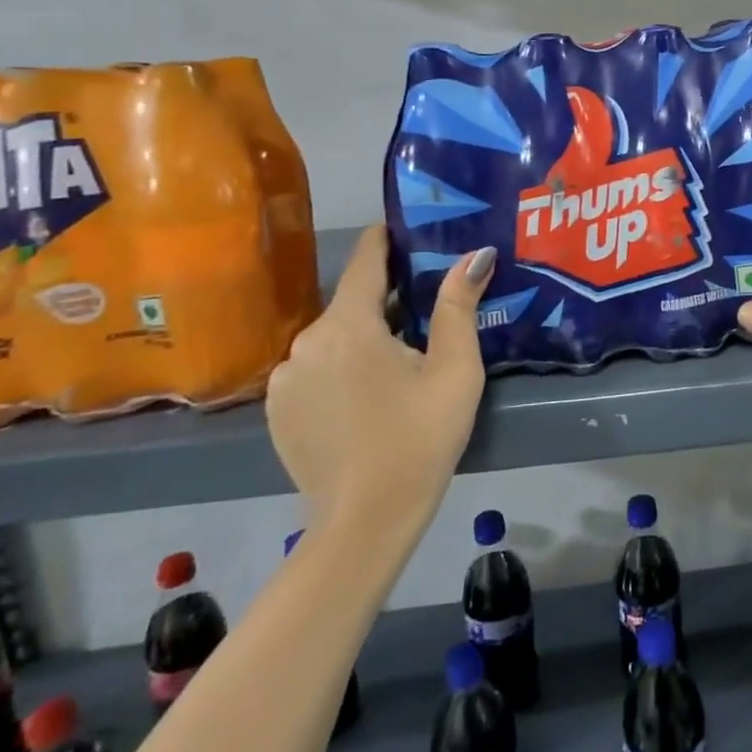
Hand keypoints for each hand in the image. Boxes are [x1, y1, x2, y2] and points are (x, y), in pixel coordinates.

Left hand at [267, 227, 494, 531]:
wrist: (365, 522)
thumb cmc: (420, 439)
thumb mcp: (455, 371)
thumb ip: (459, 306)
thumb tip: (474, 255)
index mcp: (350, 325)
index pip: (365, 261)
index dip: (384, 240)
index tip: (403, 228)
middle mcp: (306, 340)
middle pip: (351, 303)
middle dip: (385, 301)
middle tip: (425, 315)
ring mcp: (285, 377)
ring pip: (333, 338)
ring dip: (362, 338)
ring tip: (398, 363)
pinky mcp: (276, 409)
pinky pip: (313, 369)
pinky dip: (339, 368)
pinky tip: (365, 398)